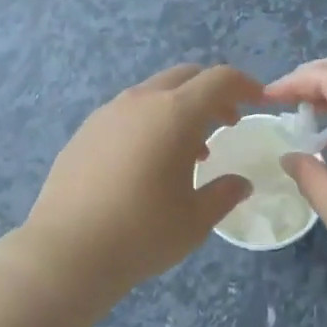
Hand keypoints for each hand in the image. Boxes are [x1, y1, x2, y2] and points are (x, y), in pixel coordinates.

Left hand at [18, 64, 261, 306]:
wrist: (67, 250)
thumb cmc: (141, 233)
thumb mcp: (195, 220)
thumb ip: (223, 194)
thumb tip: (241, 183)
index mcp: (175, 113)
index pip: (219, 80)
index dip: (244, 85)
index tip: (258, 100)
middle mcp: (141, 101)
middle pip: (186, 76)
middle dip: (212, 92)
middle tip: (227, 123)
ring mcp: (108, 112)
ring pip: (154, 91)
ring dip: (179, 107)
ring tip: (190, 150)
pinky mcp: (86, 129)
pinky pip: (128, 111)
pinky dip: (150, 120)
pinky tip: (148, 160)